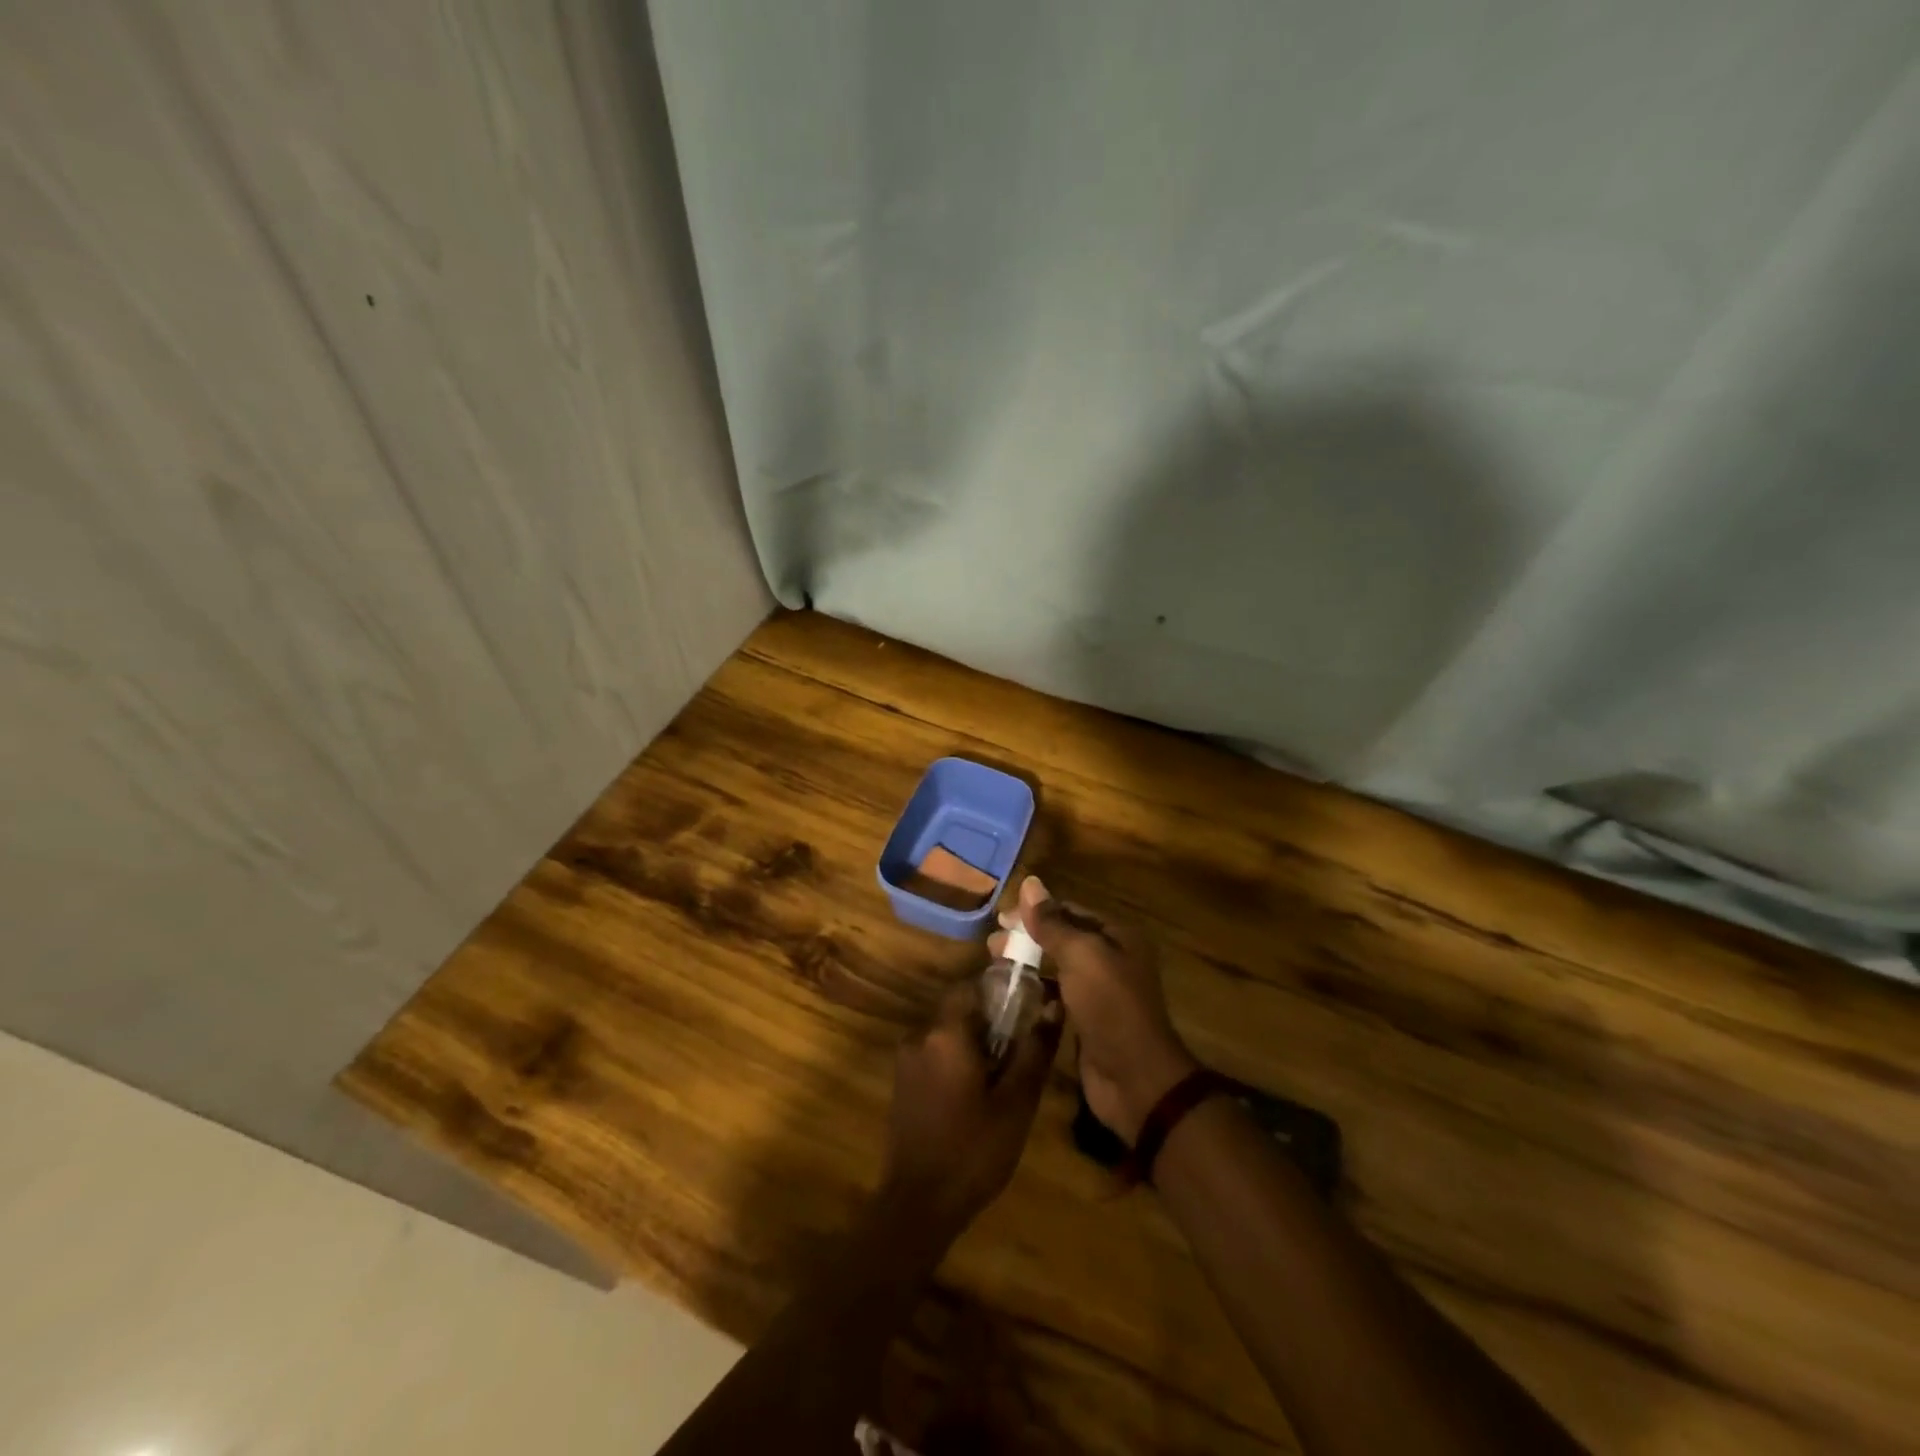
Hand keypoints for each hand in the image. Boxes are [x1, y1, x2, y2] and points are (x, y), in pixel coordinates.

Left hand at [880, 978, 1063, 1239]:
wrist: (918, 1205)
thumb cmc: (973, 1150)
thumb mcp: (1016, 1102)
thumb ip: (1034, 1049)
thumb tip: (1053, 1006)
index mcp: (945, 1032)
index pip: (971, 985)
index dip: (999, 991)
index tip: (1025, 1008)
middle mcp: (920, 1035)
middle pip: (958, 1008)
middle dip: (989, 1019)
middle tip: (1019, 1047)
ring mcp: (906, 1059)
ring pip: (946, 1032)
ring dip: (972, 1041)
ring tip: (1002, 1073)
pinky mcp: (902, 1082)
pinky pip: (934, 1053)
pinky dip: (955, 1059)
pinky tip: (976, 1093)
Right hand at [993, 876, 1197, 1142]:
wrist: (1134, 1078)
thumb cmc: (1109, 1006)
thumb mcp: (1081, 955)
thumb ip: (1052, 922)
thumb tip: (1030, 882)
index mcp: (1117, 936)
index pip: (1070, 911)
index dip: (1035, 911)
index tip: (1000, 919)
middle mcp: (1111, 958)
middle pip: (1062, 937)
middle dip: (1027, 938)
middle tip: (992, 945)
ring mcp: (1100, 991)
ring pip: (1058, 967)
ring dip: (1028, 964)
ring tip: (995, 966)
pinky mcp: (1088, 1020)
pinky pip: (1058, 995)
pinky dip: (1037, 991)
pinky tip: (1014, 994)